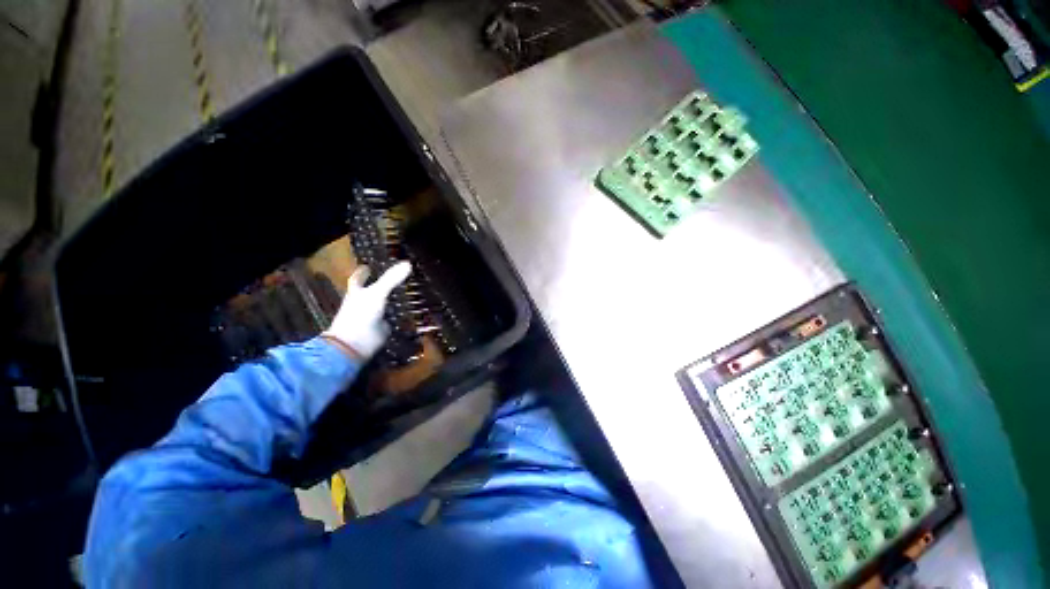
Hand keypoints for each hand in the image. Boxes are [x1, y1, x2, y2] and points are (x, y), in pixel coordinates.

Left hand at [322, 261, 411, 359]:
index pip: (358, 279)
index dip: (363, 273)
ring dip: (388, 302)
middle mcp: (362, 305)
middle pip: (368, 293)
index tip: (368, 267)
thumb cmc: (359, 317)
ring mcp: (371, 318)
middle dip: (375, 288)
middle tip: (387, 281)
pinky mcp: (380, 331)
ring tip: (400, 295)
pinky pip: (390, 320)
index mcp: (356, 294)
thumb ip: (391, 279)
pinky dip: (396, 317)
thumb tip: (408, 263)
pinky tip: (406, 315)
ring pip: (380, 306)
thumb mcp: (377, 294)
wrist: (353, 347)